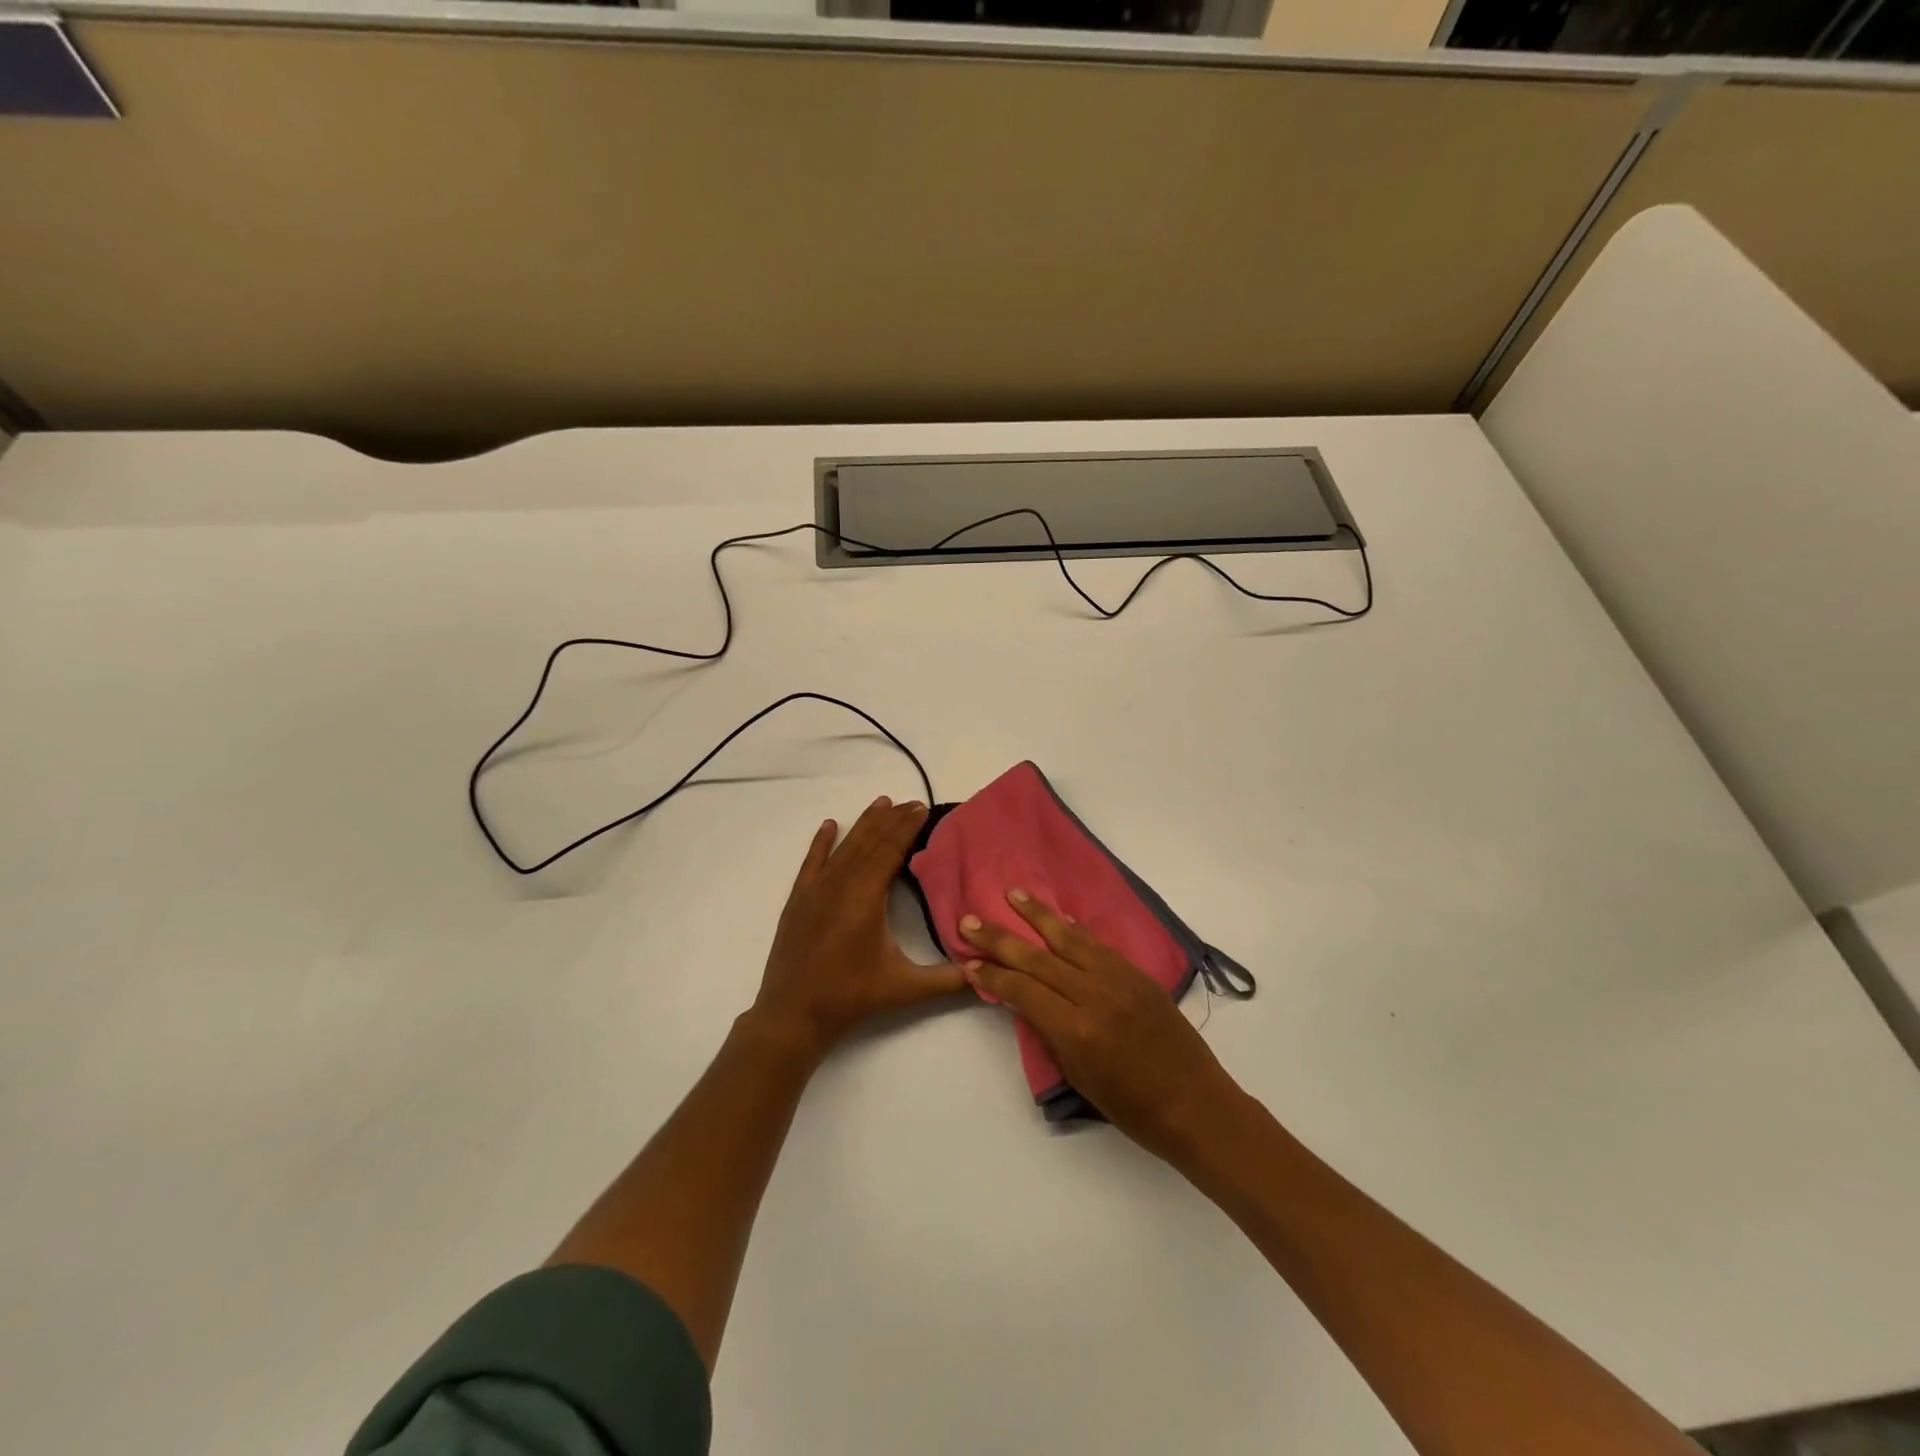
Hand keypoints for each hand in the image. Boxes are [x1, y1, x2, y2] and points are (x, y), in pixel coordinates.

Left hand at [751, 796, 965, 1060]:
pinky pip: (811, 861)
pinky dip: (822, 841)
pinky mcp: (798, 900)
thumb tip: (985, 972)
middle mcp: (840, 884)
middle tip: (912, 802)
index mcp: (866, 897)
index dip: (907, 828)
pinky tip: (830, 825)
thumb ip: (948, 980)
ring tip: (881, 802)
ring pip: (844, 847)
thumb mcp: (904, 989)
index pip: (890, 851)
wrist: (792, 1015)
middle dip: (891, 820)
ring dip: (864, 824)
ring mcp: (815, 890)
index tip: (922, 808)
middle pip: (869, 842)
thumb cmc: (850, 998)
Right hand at [959, 889, 1245, 1162]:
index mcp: (1076, 1028)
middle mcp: (1095, 994)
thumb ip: (1051, 1033)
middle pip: (1037, 958)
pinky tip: (1059, 918)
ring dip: (1038, 915)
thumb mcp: (1079, 1077)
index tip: (967, 961)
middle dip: (1000, 938)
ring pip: (1069, 939)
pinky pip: (1098, 944)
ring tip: (1013, 894)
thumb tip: (1027, 1000)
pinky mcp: (1137, 973)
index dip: (992, 975)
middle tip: (969, 920)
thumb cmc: (1133, 1108)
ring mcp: (1119, 979)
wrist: (1196, 1104)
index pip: (1022, 990)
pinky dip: (1075, 929)